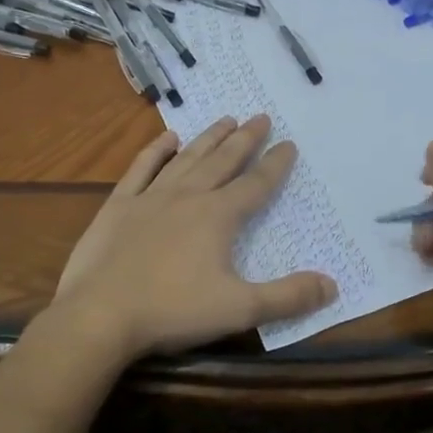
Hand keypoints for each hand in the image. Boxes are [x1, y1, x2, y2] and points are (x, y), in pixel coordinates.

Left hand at [53, 114, 336, 359]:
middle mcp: (188, 197)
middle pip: (223, 161)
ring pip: (187, 159)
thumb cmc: (173, 311)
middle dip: (245, 139)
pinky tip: (168, 138)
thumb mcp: (239, 310)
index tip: (289, 143)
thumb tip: (332, 285)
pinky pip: (142, 168)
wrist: (100, 315)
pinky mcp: (119, 206)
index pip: (256, 184)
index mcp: (218, 217)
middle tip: (260, 117)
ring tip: (226, 119)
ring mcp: (150, 197)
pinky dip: (156, 151)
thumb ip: (288, 297)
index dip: (275, 165)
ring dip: (209, 138)